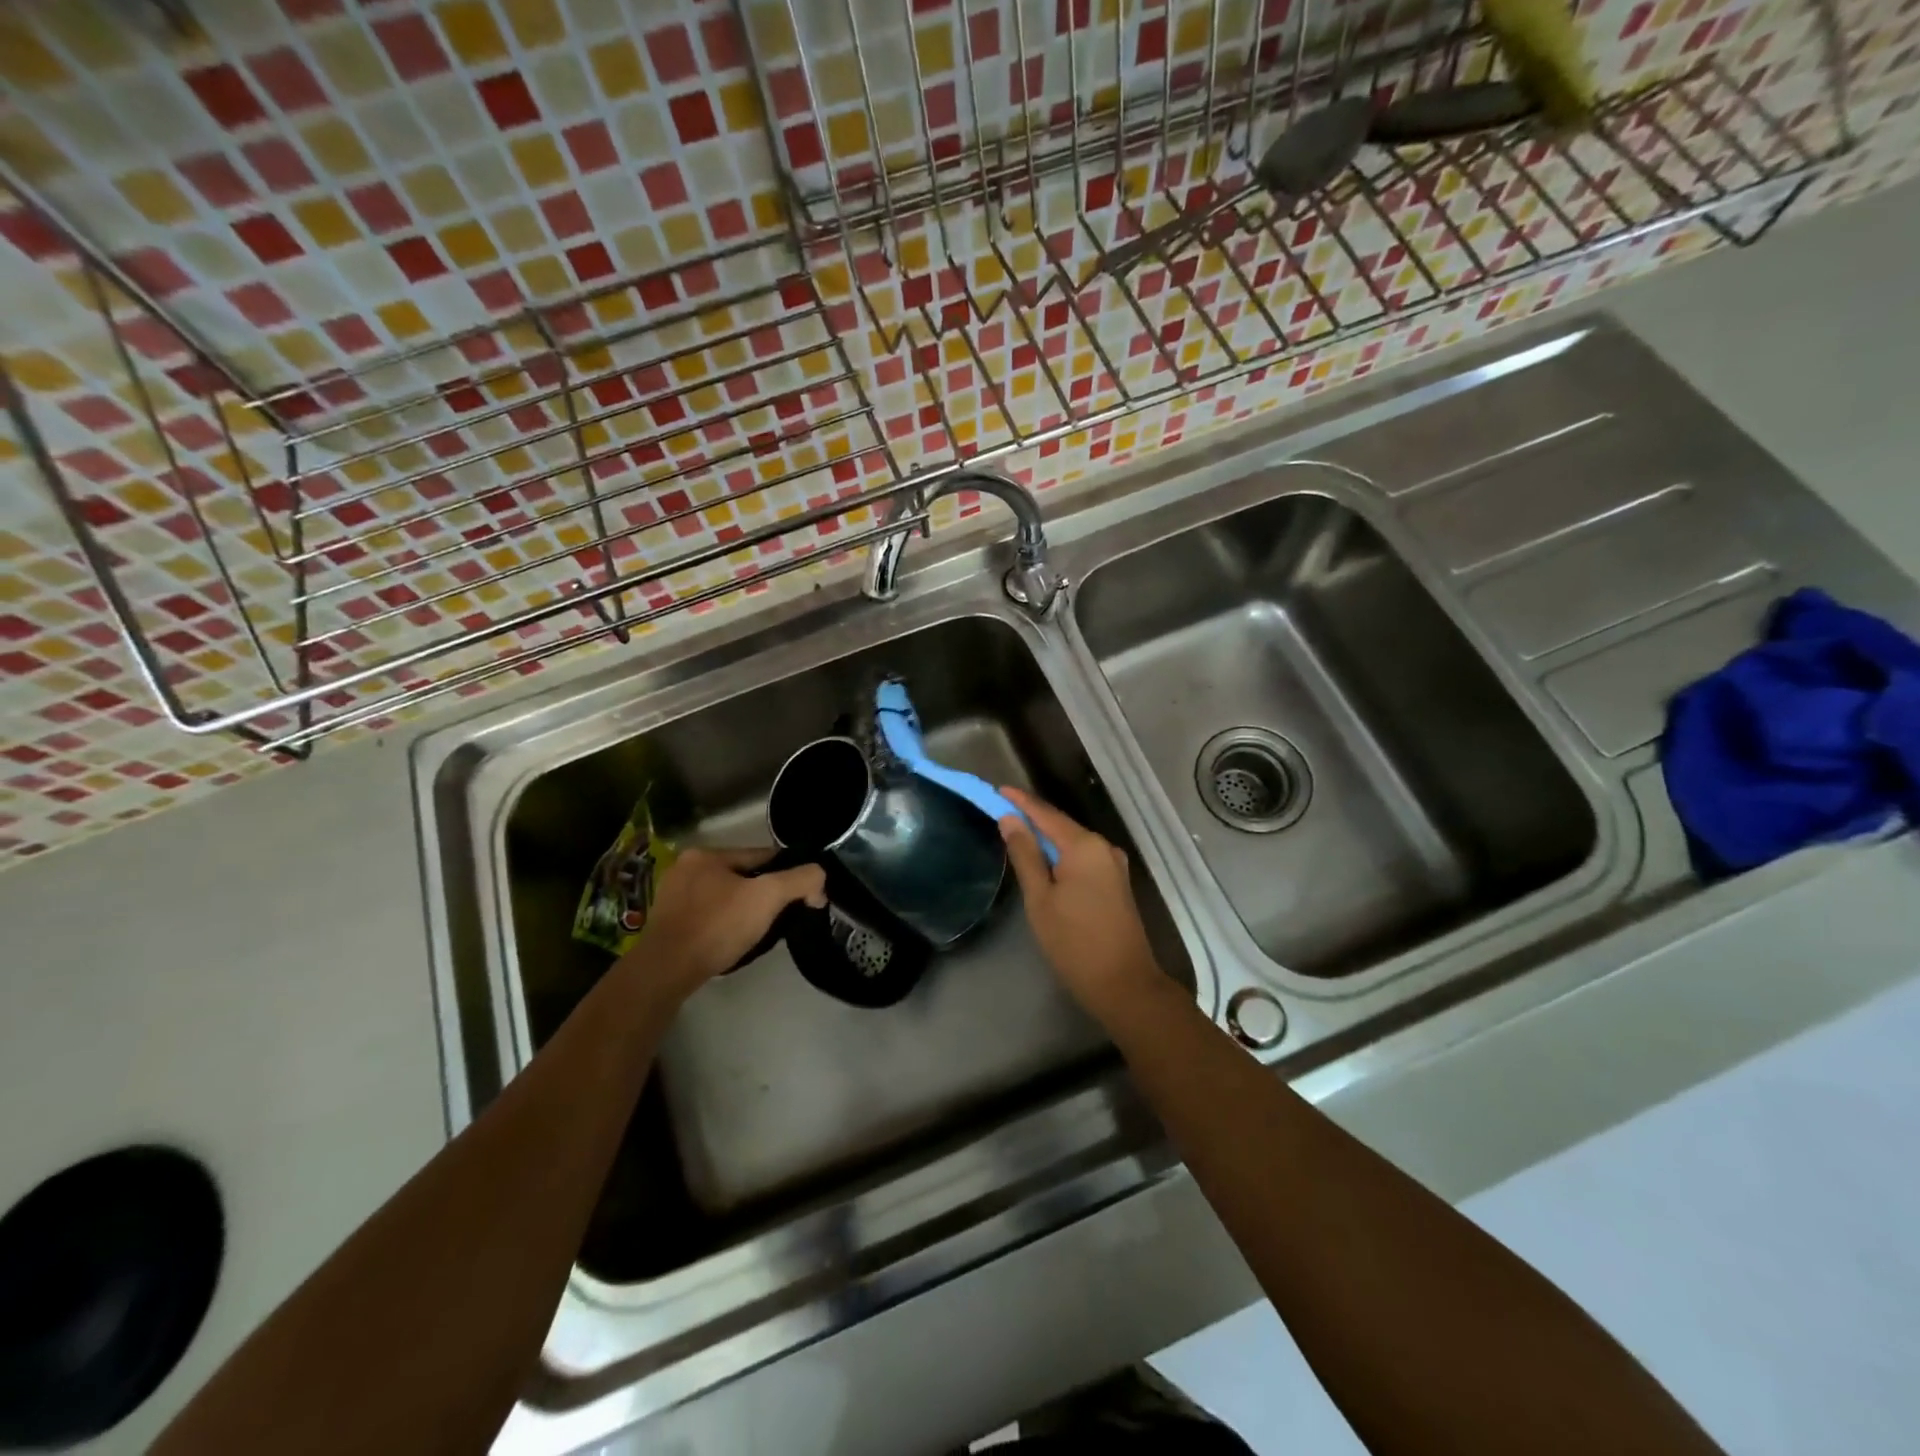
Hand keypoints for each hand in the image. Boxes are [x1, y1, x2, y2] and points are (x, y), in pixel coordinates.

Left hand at [620, 847, 825, 1001]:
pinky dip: (725, 924)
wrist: (666, 971)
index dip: (786, 873)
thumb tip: (821, 879)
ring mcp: (673, 896)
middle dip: (764, 894)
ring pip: (726, 897)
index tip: (804, 894)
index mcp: (706, 854)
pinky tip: (734, 940)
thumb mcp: (768, 897)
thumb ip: (801, 880)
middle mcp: (686, 868)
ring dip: (745, 910)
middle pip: (743, 876)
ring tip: (761, 932)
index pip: (761, 856)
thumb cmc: (717, 926)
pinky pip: (709, 915)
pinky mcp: (668, 923)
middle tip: (782, 916)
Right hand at [998, 787, 1166, 1023]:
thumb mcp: (1040, 899)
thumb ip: (1025, 855)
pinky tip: (1044, 860)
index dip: (1020, 802)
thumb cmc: (1074, 942)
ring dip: (1046, 838)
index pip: (1045, 814)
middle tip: (1001, 812)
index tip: (997, 790)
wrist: (1124, 984)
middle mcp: (1103, 847)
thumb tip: (1010, 820)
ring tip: (1016, 834)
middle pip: (1061, 825)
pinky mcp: (1116, 882)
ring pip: (1073, 842)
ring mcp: (1113, 865)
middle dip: (1032, 818)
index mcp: (1084, 846)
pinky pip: (1083, 857)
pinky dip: (1062, 854)